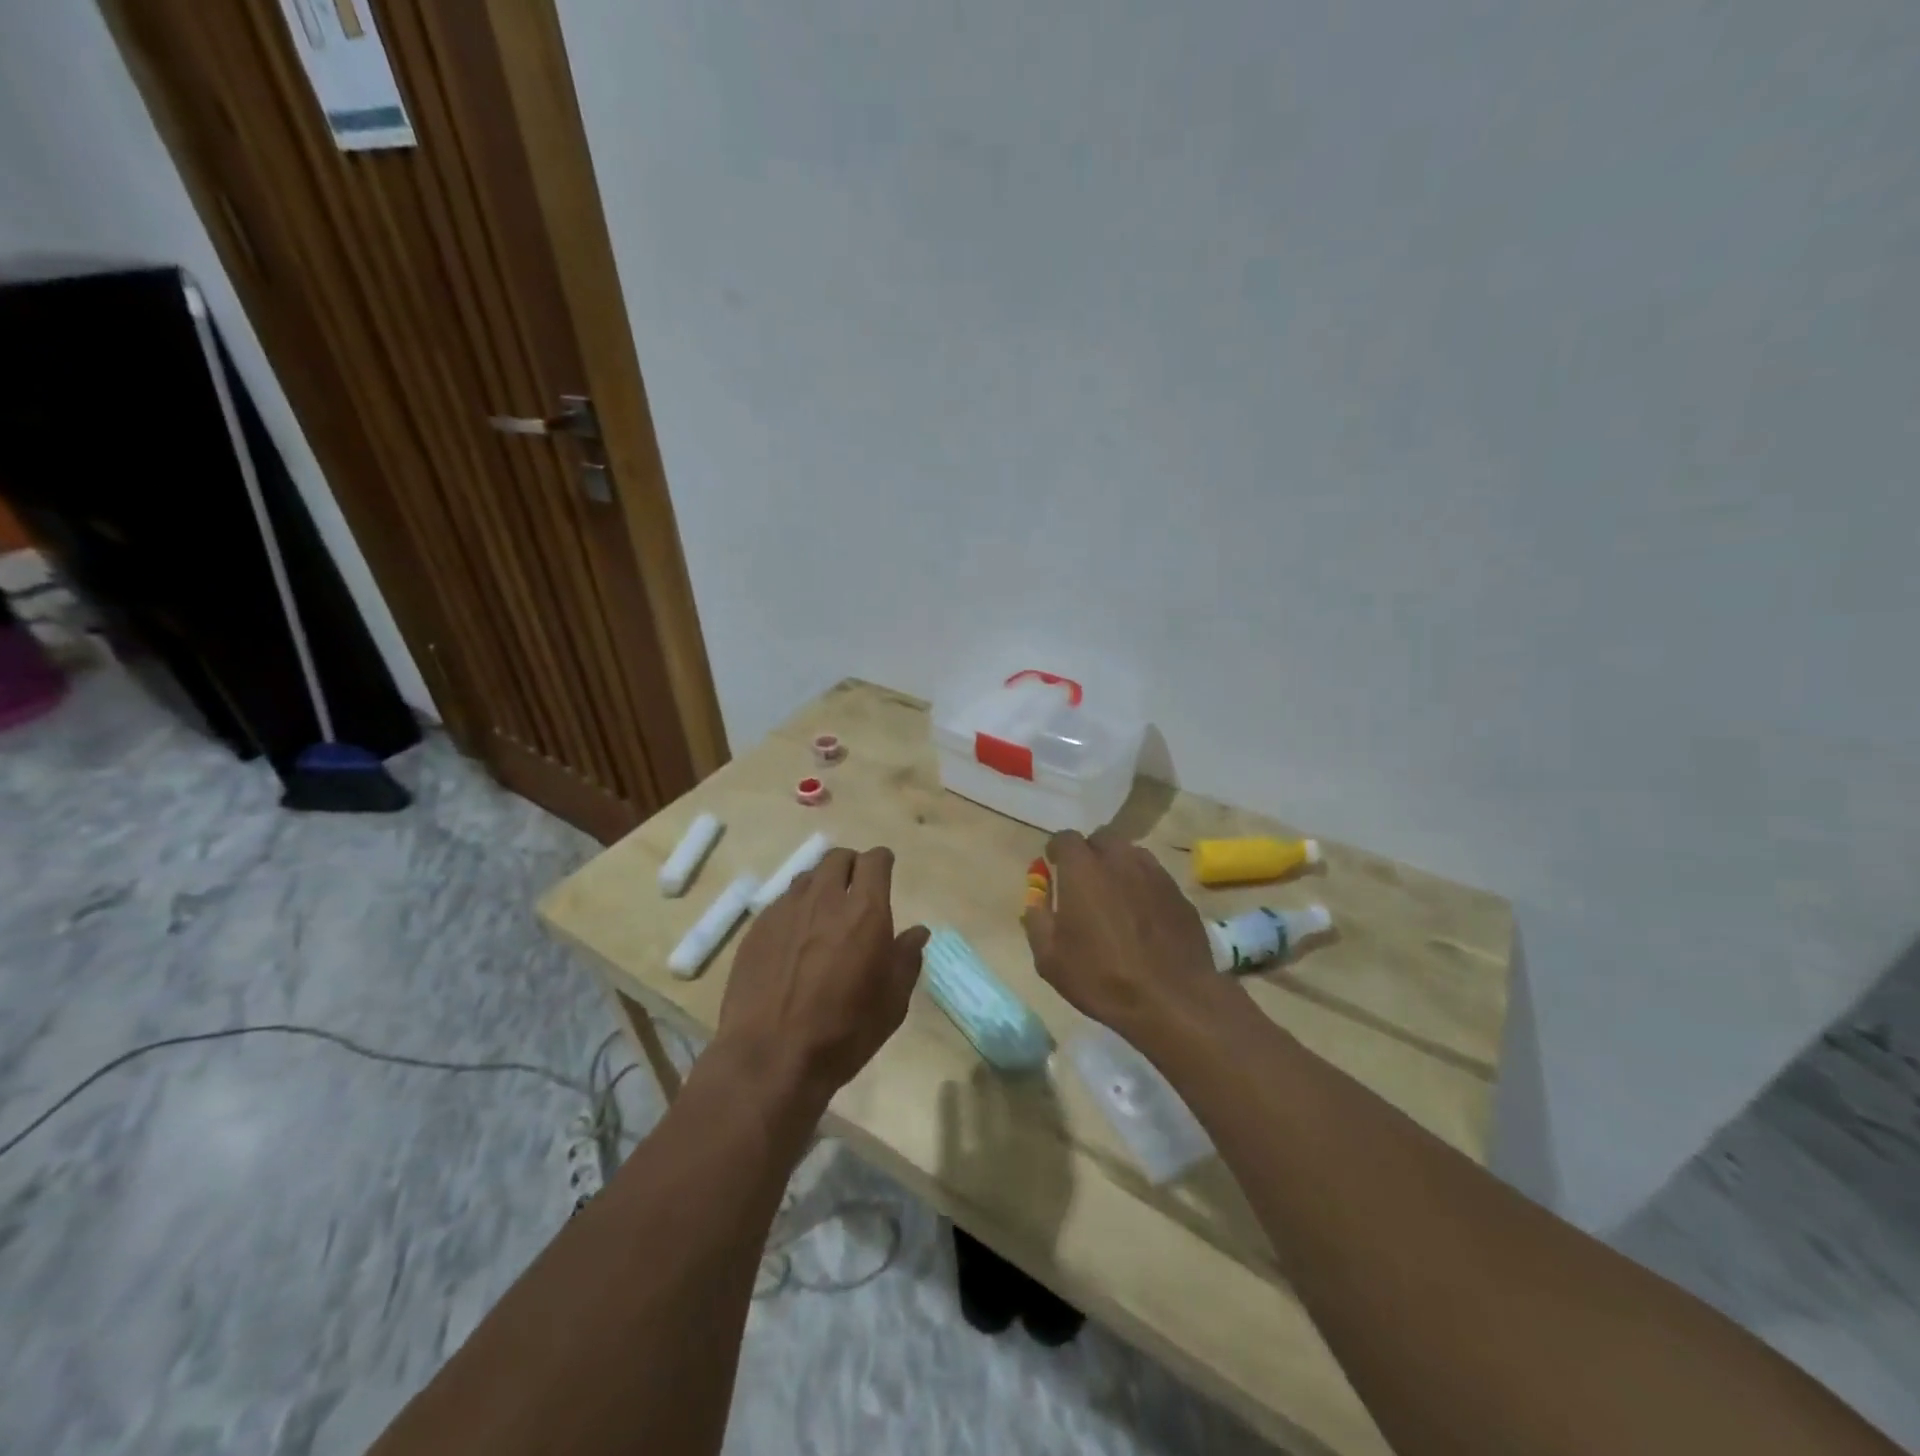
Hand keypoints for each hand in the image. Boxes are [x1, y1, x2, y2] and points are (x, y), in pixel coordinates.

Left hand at [716, 846, 929, 1105]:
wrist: (771, 1057)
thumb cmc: (844, 1032)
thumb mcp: (892, 1002)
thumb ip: (907, 958)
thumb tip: (918, 932)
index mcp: (865, 911)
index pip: (875, 861)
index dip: (882, 862)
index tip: (885, 872)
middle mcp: (825, 899)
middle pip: (838, 858)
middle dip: (851, 866)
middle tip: (856, 890)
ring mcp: (786, 910)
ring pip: (808, 877)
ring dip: (822, 885)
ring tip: (824, 913)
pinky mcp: (758, 928)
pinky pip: (782, 902)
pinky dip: (796, 908)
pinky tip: (795, 939)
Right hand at [1023, 828, 1224, 1043]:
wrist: (1171, 1000)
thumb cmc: (1101, 977)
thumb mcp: (1050, 958)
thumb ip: (1036, 918)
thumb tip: (1035, 898)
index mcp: (1083, 870)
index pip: (1065, 838)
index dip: (1057, 851)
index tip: (1054, 867)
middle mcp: (1120, 860)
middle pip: (1102, 839)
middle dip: (1089, 853)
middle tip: (1084, 882)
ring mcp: (1155, 874)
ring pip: (1131, 854)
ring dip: (1118, 867)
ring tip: (1115, 897)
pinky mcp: (1179, 894)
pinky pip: (1155, 877)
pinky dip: (1143, 887)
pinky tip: (1143, 917)